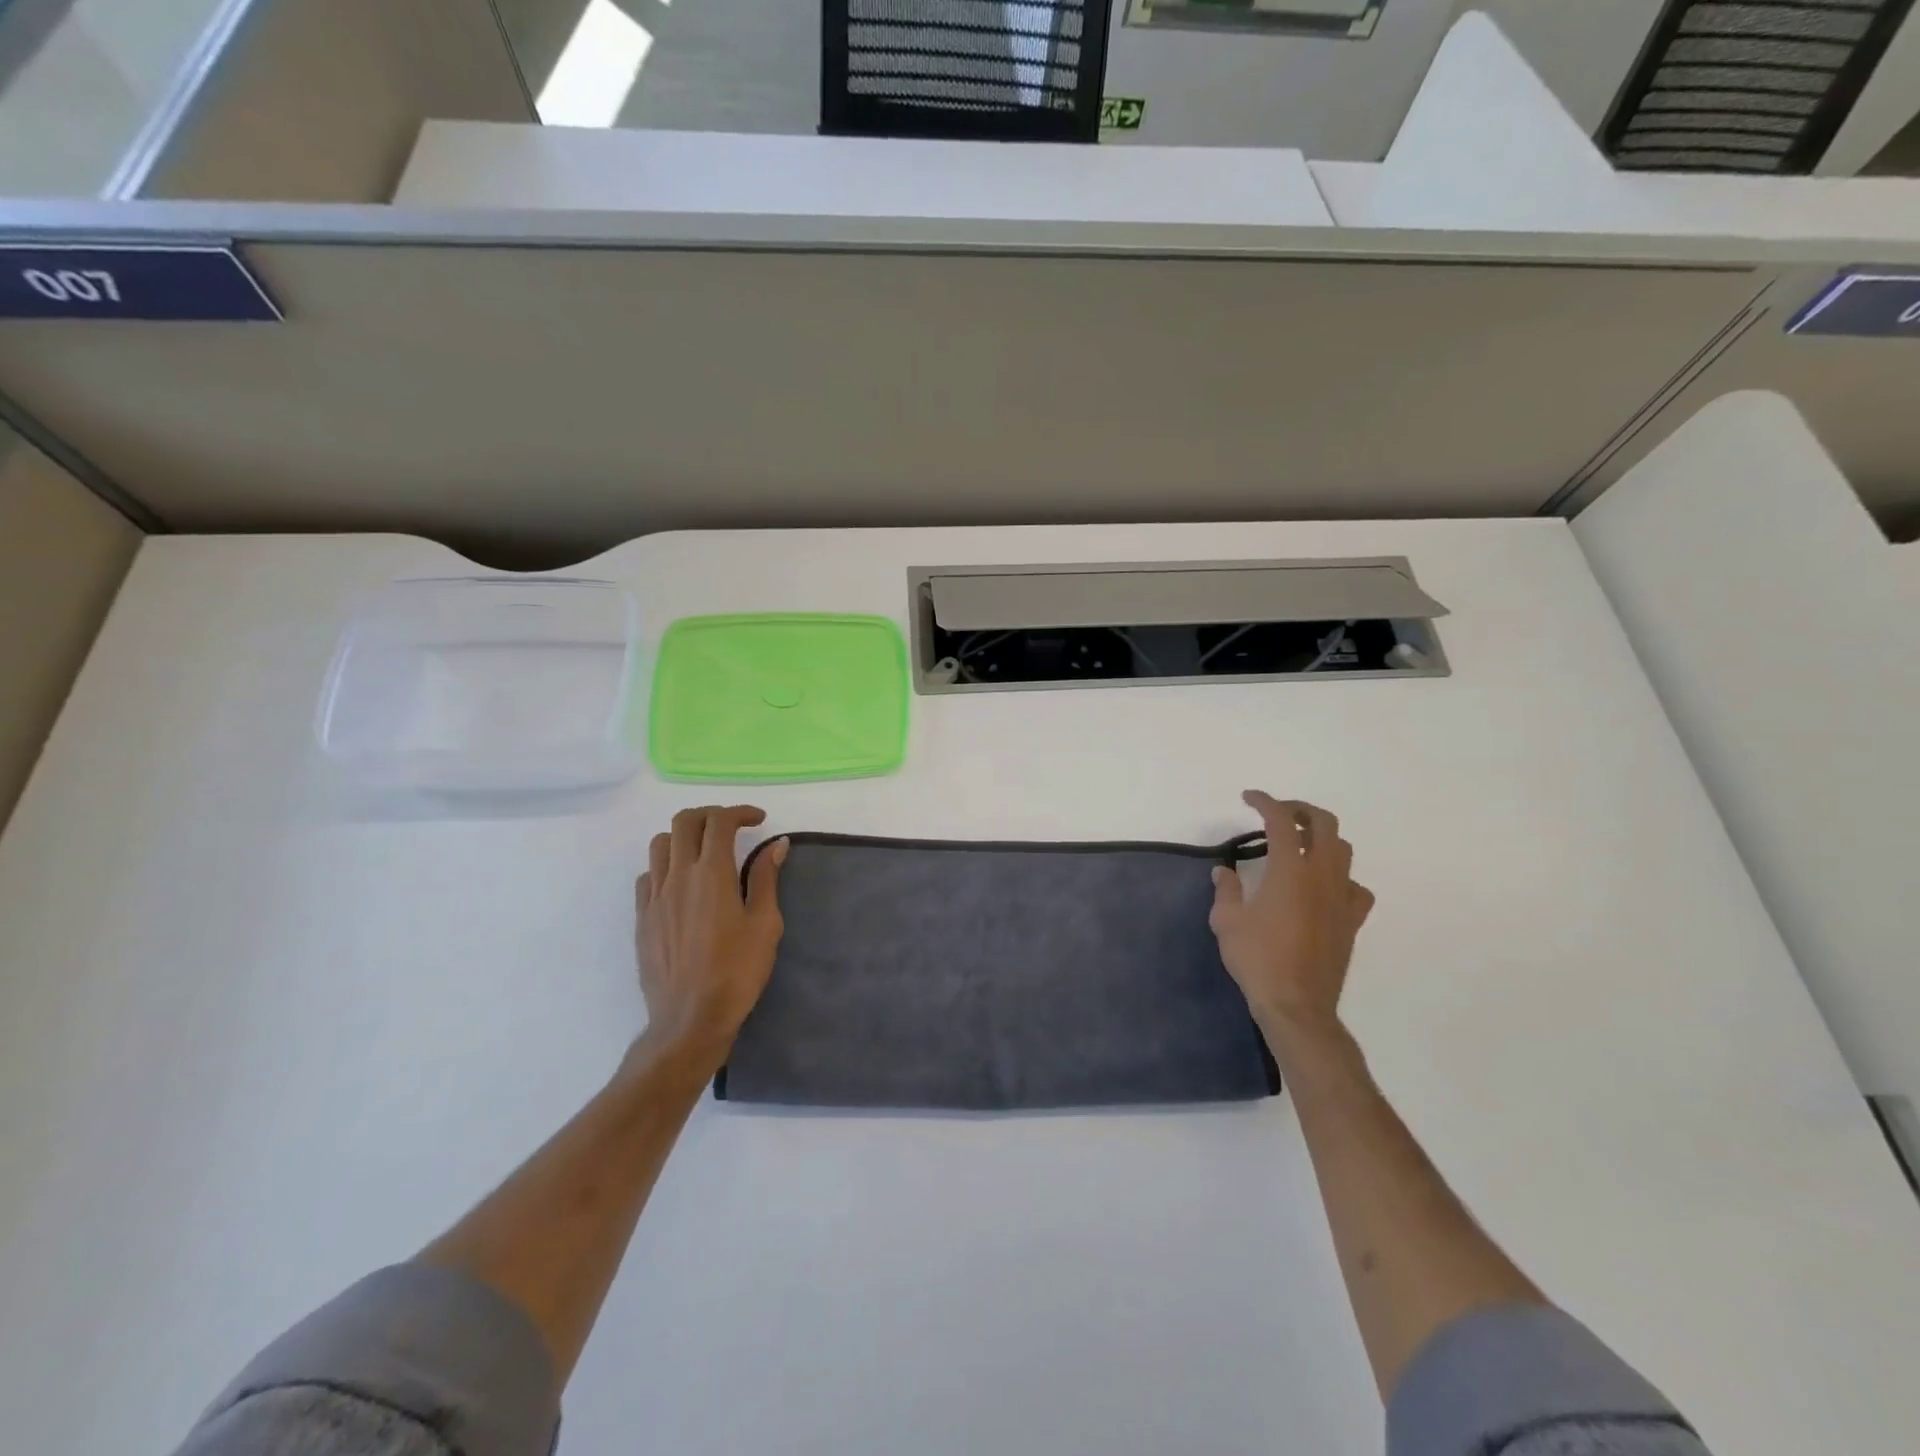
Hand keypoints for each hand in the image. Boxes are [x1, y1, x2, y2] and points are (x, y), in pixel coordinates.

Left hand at [635, 805, 786, 1063]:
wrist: (689, 1020)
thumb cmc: (736, 972)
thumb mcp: (765, 925)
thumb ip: (766, 879)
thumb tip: (776, 844)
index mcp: (712, 874)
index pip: (719, 822)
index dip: (739, 812)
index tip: (758, 820)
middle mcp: (678, 876)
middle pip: (684, 822)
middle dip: (710, 815)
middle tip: (732, 828)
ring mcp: (654, 897)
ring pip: (660, 844)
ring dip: (685, 837)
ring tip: (706, 852)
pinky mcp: (642, 918)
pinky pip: (648, 875)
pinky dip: (666, 866)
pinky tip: (683, 884)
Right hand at [1210, 792, 1373, 1040]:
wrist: (1297, 1005)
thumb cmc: (1257, 959)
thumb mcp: (1227, 922)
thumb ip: (1226, 890)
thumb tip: (1224, 872)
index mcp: (1289, 870)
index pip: (1281, 821)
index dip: (1265, 802)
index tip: (1249, 798)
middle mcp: (1321, 876)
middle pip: (1324, 824)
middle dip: (1301, 809)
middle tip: (1278, 813)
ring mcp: (1341, 898)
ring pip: (1343, 850)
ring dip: (1322, 838)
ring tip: (1299, 844)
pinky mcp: (1352, 920)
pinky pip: (1355, 887)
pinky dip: (1341, 877)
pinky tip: (1324, 887)